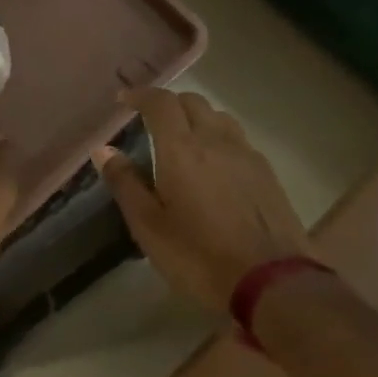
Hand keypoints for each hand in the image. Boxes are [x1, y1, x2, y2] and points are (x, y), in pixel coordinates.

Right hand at [94, 88, 314, 312]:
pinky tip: (216, 165)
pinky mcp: (267, 173)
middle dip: (168, 103)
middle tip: (151, 121)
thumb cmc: (199, 257)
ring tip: (184, 139)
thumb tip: (104, 150)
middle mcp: (215, 140)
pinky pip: (238, 139)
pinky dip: (219, 138)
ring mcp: (246, 154)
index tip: (124, 99)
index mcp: (181, 149)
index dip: (141, 94)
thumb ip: (125, 184)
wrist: (272, 282)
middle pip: (192, 101)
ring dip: (197, 117)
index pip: (160, 102)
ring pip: (218, 117)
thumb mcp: (149, 228)